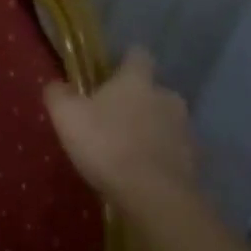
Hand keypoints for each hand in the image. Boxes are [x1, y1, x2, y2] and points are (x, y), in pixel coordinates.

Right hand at [45, 47, 198, 200]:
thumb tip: (56, 84)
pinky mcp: (194, 158)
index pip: (138, 54)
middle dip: (135, 100)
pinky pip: (173, 149)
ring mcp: (185, 128)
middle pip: (152, 90)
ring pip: (164, 119)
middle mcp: (167, 96)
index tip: (110, 73)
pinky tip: (142, 172)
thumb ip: (58, 94)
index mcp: (137, 80)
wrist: (153, 195)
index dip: (125, 61)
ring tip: (126, 150)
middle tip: (111, 119)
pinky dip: (159, 155)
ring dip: (149, 129)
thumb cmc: (106, 145)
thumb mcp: (67, 117)